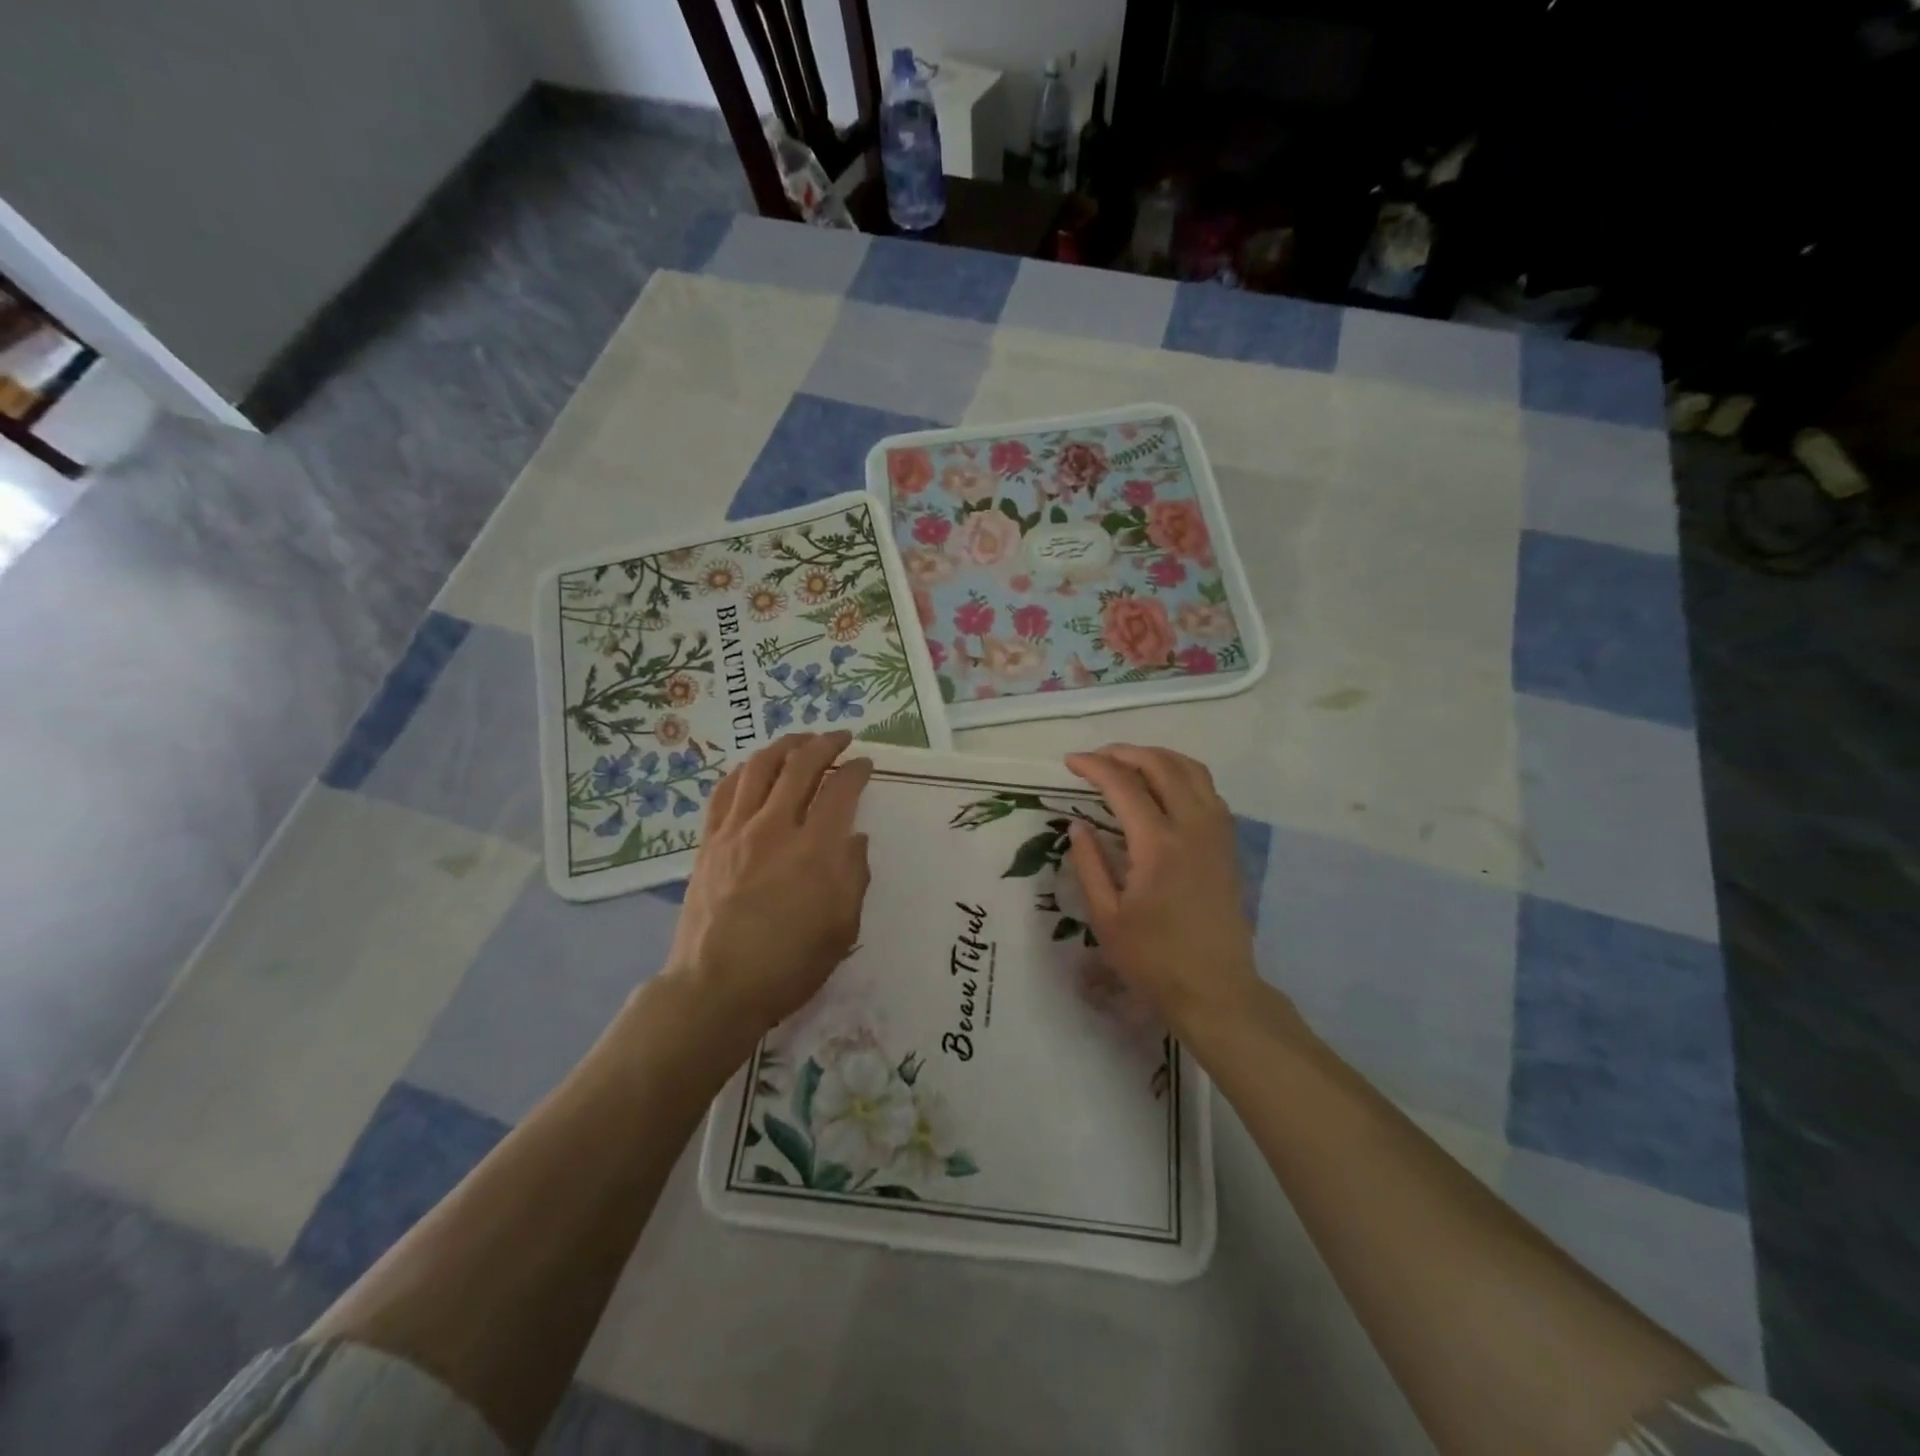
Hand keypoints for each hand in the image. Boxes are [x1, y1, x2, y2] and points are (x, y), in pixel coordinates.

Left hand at [664, 732, 873, 1041]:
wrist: (716, 987)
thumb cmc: (789, 965)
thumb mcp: (842, 929)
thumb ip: (854, 877)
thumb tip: (855, 839)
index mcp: (815, 850)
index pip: (840, 790)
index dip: (856, 770)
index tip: (866, 764)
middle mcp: (776, 828)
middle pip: (801, 766)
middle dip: (825, 744)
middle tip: (840, 738)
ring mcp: (736, 831)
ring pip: (760, 768)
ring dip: (784, 746)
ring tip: (800, 739)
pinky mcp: (709, 842)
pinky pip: (725, 791)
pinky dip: (744, 770)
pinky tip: (754, 767)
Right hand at [1065, 744, 1261, 1038]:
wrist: (1216, 989)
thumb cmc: (1153, 959)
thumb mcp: (1106, 917)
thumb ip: (1089, 864)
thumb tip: (1077, 825)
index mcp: (1158, 846)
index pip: (1124, 785)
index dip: (1095, 766)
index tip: (1070, 762)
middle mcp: (1193, 828)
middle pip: (1161, 765)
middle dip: (1125, 752)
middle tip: (1096, 758)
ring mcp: (1217, 833)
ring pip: (1192, 770)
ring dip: (1157, 757)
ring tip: (1128, 763)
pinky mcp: (1228, 844)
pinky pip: (1208, 790)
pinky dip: (1182, 774)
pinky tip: (1163, 788)